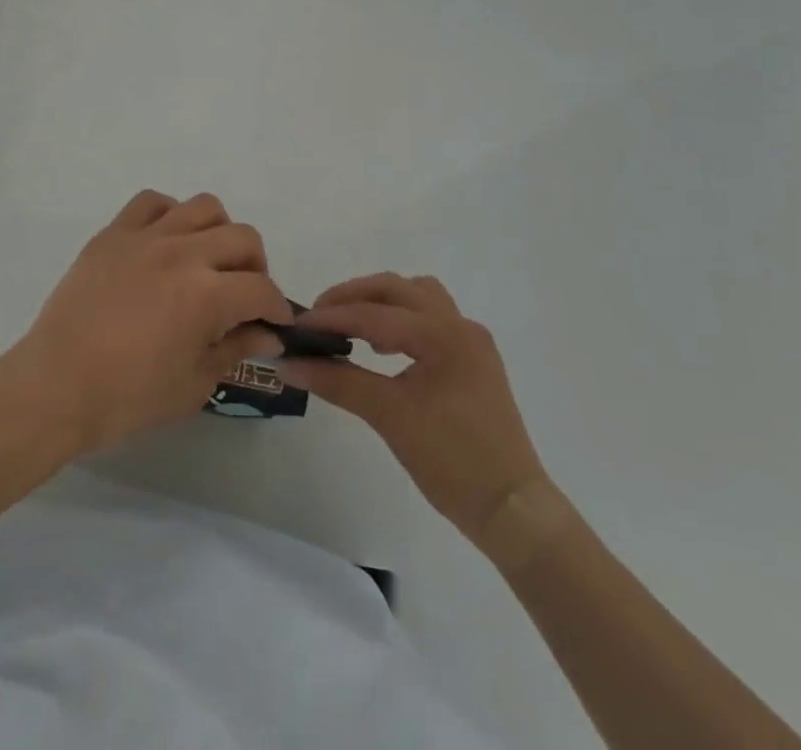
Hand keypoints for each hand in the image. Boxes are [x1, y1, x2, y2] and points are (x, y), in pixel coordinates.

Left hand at [3, 191, 290, 454]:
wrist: (56, 386)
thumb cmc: (128, 397)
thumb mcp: (194, 385)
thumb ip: (235, 349)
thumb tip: (266, 333)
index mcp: (207, 295)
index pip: (262, 290)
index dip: (277, 308)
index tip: (274, 324)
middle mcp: (183, 253)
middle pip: (243, 237)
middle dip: (256, 268)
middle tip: (243, 296)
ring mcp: (146, 236)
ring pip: (203, 207)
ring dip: (218, 233)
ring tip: (206, 262)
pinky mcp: (114, 232)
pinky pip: (151, 201)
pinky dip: (169, 215)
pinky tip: (165, 243)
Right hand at [277, 273, 546, 542]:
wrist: (512, 511)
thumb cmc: (451, 461)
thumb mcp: (388, 416)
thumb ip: (336, 382)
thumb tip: (288, 364)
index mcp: (442, 334)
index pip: (373, 314)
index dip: (330, 318)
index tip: (295, 325)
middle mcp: (459, 325)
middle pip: (396, 289)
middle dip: (353, 297)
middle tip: (319, 318)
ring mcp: (471, 341)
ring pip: (417, 296)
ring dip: (381, 302)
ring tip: (351, 327)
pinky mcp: (474, 359)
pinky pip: (431, 318)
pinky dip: (402, 319)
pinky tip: (384, 349)